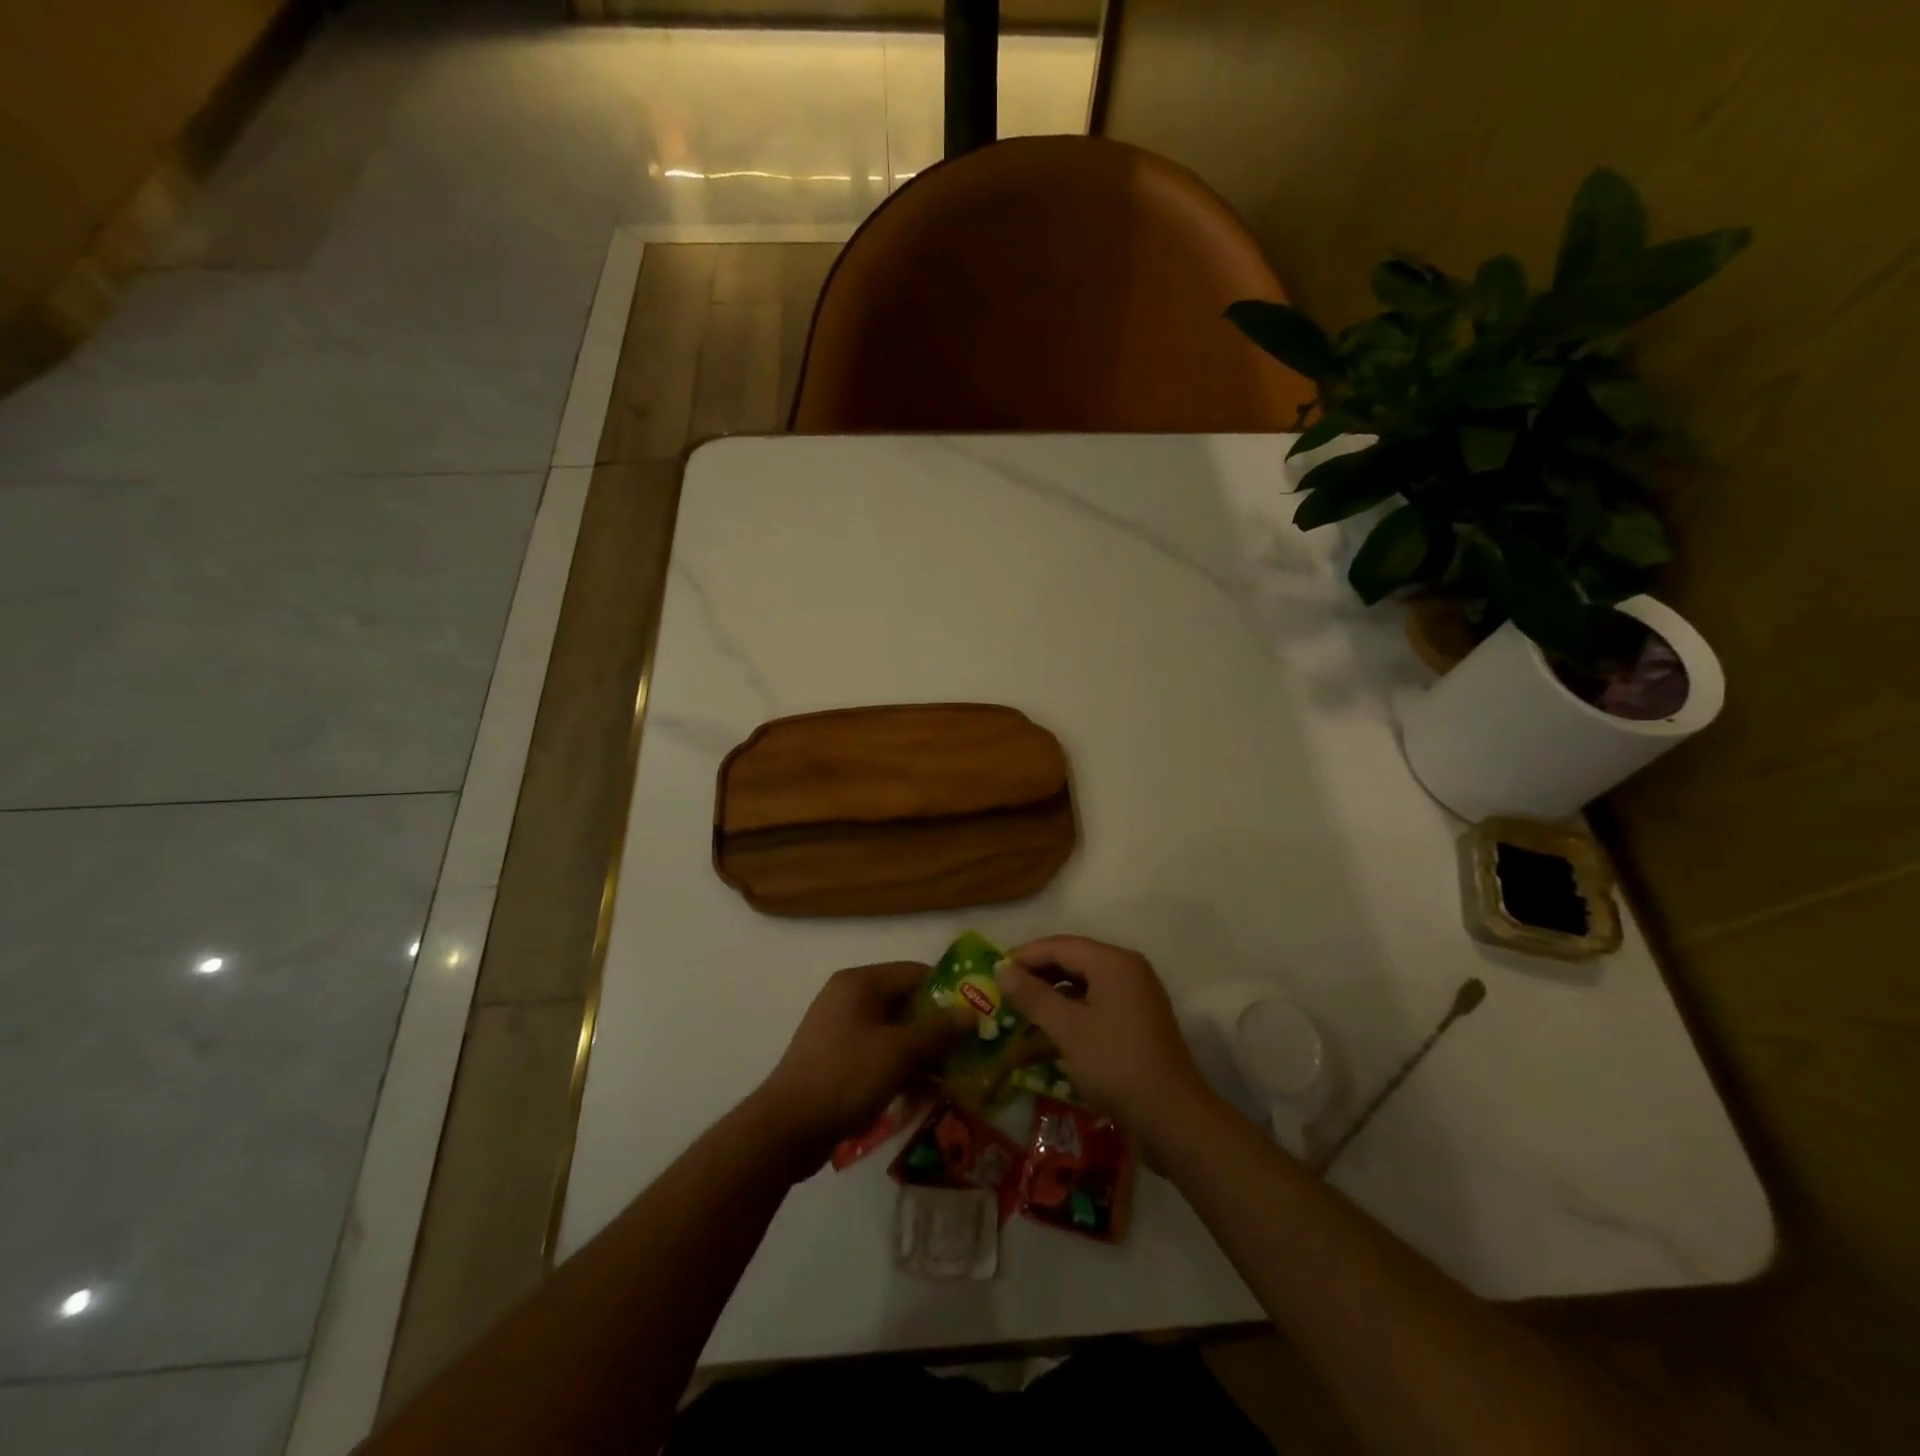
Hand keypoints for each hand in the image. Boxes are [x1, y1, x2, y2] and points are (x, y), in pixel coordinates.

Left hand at [752, 962, 966, 1168]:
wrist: (786, 1129)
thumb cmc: (846, 1077)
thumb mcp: (899, 1053)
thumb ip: (938, 1030)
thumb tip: (972, 1012)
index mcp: (860, 983)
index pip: (916, 973)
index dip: (949, 993)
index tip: (976, 1019)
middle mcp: (849, 997)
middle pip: (906, 1003)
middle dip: (937, 1029)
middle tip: (967, 1053)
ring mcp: (840, 1029)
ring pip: (894, 1032)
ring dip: (921, 1054)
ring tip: (949, 1080)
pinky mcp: (836, 1058)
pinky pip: (878, 1053)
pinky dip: (900, 1068)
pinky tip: (920, 1095)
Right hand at [995, 936, 1212, 1147]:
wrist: (1171, 1118)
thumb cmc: (1115, 1063)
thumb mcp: (1067, 1028)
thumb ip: (1032, 996)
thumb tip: (1002, 970)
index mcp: (1113, 962)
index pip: (1059, 946)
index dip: (1024, 956)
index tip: (993, 972)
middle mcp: (1126, 971)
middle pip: (1072, 962)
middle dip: (1036, 977)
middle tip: (1003, 993)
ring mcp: (1134, 998)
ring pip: (1082, 987)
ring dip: (1050, 998)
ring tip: (1018, 1014)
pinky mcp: (1135, 1024)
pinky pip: (1095, 1008)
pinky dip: (1069, 1016)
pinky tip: (1045, 1037)